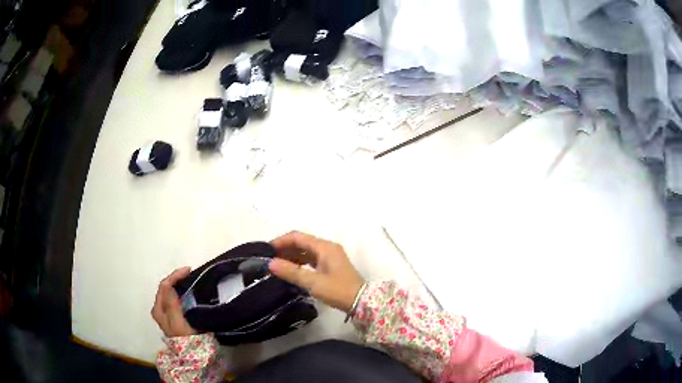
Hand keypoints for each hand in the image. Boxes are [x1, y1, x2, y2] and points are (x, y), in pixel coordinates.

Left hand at [151, 267, 196, 336]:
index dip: (175, 276)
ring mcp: (168, 313)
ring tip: (191, 280)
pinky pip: (176, 299)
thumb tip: (169, 284)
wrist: (191, 355)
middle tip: (190, 273)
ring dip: (179, 285)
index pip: (164, 286)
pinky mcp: (175, 316)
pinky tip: (190, 292)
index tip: (189, 271)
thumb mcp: (177, 321)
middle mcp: (160, 309)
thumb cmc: (184, 337)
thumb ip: (171, 303)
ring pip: (171, 293)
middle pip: (166, 288)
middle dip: (176, 278)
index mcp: (158, 309)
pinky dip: (182, 292)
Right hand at [270, 231, 364, 312]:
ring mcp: (330, 257)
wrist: (361, 302)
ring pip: (306, 251)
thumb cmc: (338, 290)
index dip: (281, 241)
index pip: (298, 237)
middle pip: (302, 243)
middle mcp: (327, 248)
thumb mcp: (313, 282)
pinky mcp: (330, 266)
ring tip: (276, 265)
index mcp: (324, 247)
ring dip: (291, 256)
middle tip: (269, 258)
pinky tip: (290, 270)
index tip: (266, 250)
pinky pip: (311, 259)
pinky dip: (299, 262)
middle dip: (285, 249)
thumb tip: (270, 263)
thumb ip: (291, 272)